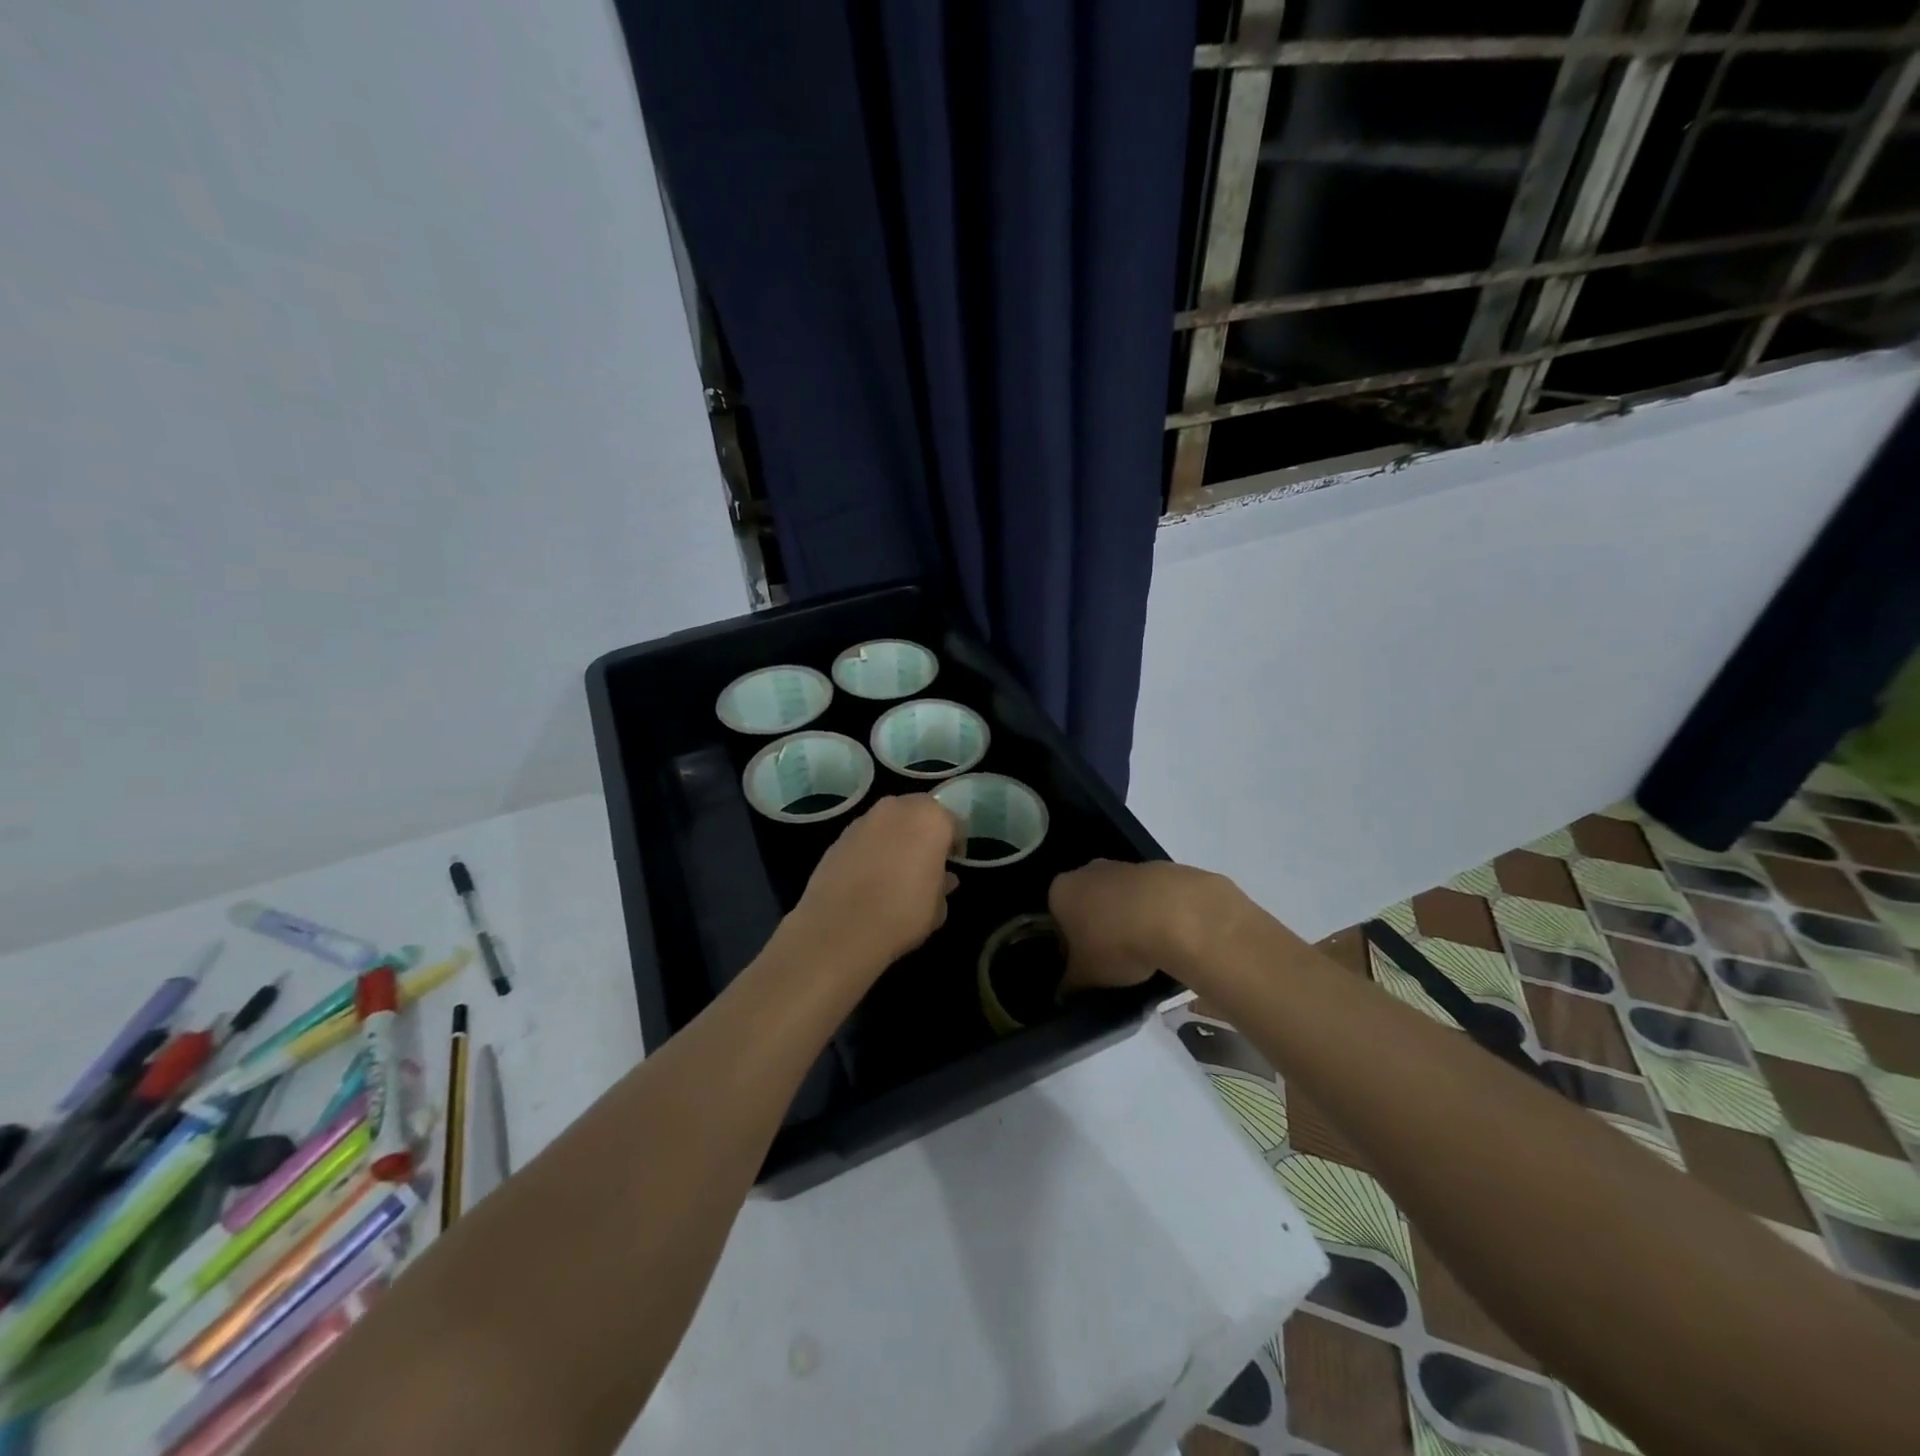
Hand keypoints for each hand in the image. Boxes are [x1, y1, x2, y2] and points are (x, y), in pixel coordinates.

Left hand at [784, 795, 959, 978]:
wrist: (840, 929)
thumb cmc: (903, 914)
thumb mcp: (938, 907)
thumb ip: (943, 884)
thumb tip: (943, 878)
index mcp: (930, 818)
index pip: (953, 822)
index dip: (955, 843)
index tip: (953, 862)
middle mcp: (897, 808)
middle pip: (919, 811)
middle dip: (925, 831)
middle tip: (926, 860)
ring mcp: (864, 819)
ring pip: (890, 821)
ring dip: (897, 836)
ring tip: (897, 868)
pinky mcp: (839, 836)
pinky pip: (866, 836)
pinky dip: (872, 847)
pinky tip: (870, 875)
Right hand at [1049, 860, 1243, 991]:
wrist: (1175, 914)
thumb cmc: (1115, 943)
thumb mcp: (1086, 976)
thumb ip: (1070, 984)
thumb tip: (1064, 992)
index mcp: (1060, 892)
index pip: (1056, 920)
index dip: (1069, 946)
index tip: (1085, 966)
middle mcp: (1086, 871)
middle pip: (1087, 905)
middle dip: (1097, 929)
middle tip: (1112, 960)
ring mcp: (1124, 866)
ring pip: (1118, 899)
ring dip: (1125, 921)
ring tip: (1143, 952)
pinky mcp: (1158, 869)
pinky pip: (1147, 898)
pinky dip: (1152, 914)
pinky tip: (1165, 938)